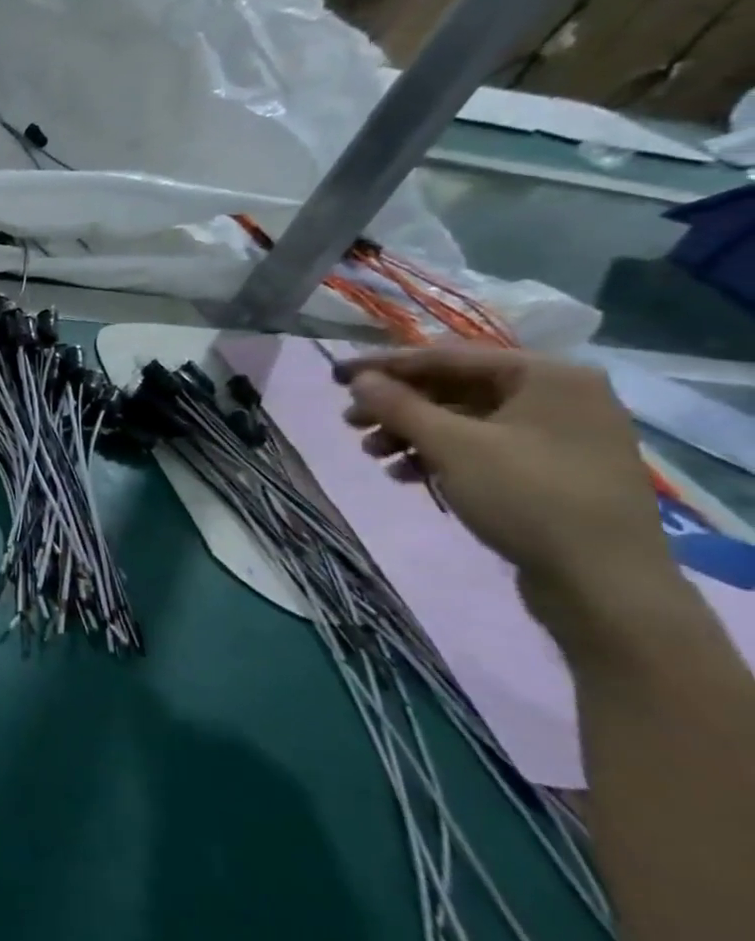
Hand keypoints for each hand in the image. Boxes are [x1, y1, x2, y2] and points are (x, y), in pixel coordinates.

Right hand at [336, 346, 677, 641]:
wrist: (603, 583)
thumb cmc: (527, 497)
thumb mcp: (452, 446)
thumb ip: (399, 406)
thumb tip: (359, 380)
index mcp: (547, 376)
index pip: (447, 357)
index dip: (386, 366)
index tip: (337, 376)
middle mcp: (558, 397)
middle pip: (455, 389)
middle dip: (397, 406)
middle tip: (349, 421)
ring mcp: (558, 436)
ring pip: (463, 421)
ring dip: (411, 433)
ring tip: (372, 454)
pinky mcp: (551, 472)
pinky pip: (481, 448)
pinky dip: (438, 456)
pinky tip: (405, 475)